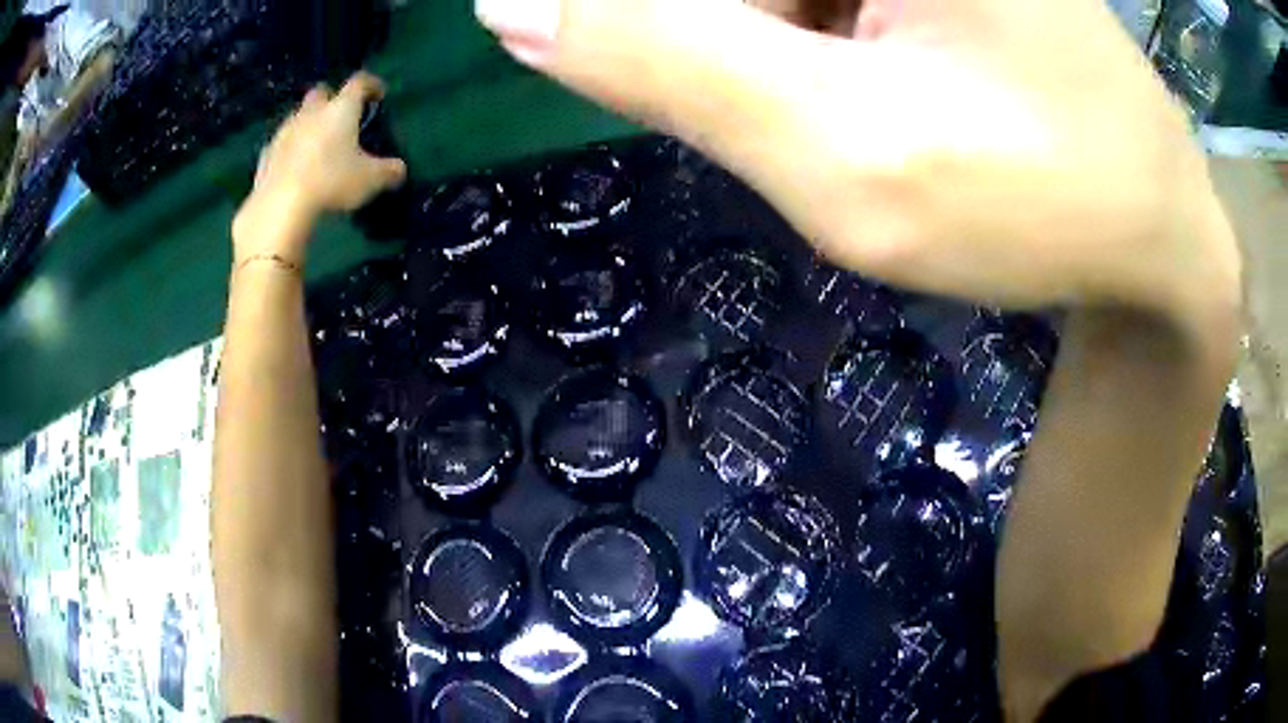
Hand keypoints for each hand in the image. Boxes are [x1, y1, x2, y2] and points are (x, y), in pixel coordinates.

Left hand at [233, 72, 407, 265]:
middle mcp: (311, 113)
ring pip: (297, 117)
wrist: (280, 207)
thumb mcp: (370, 180)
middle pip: (321, 93)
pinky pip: (279, 145)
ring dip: (307, 125)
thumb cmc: (331, 182)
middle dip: (331, 99)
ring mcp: (284, 133)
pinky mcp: (265, 158)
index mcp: (341, 109)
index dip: (372, 85)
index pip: (359, 83)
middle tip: (340, 117)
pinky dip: (288, 151)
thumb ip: (388, 171)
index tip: (378, 95)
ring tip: (315, 146)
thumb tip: (399, 169)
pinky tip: (293, 168)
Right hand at [474, 0, 1238, 321]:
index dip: (626, 21)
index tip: (728, 106)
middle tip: (816, 118)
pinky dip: (797, 40)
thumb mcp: (848, 150)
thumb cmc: (1044, 203)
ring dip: (758, 43)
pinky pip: (811, 3)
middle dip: (710, 39)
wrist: (1152, 230)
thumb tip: (510, 7)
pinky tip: (870, 91)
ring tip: (859, 113)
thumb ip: (665, 58)